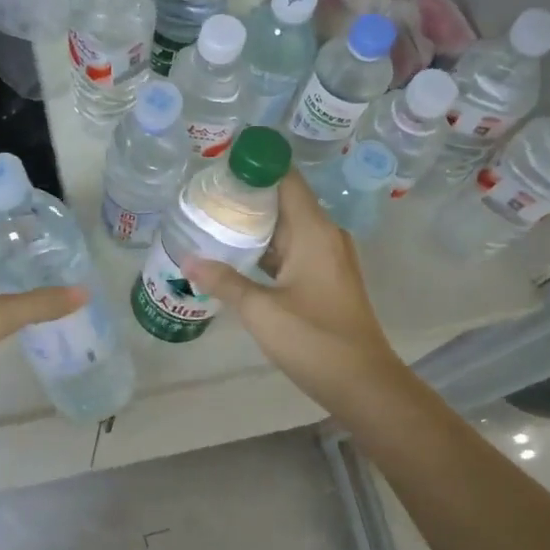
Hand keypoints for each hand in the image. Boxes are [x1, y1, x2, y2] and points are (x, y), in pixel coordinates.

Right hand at [185, 171, 405, 416]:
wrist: (362, 382)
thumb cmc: (313, 339)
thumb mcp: (260, 310)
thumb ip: (223, 281)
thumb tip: (187, 261)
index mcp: (314, 231)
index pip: (285, 179)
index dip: (255, 167)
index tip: (220, 166)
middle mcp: (325, 235)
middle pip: (284, 201)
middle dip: (247, 197)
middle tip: (205, 196)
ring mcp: (328, 257)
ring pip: (288, 228)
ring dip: (256, 225)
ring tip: (214, 221)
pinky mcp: (326, 278)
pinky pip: (294, 250)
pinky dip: (268, 248)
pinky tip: (238, 256)